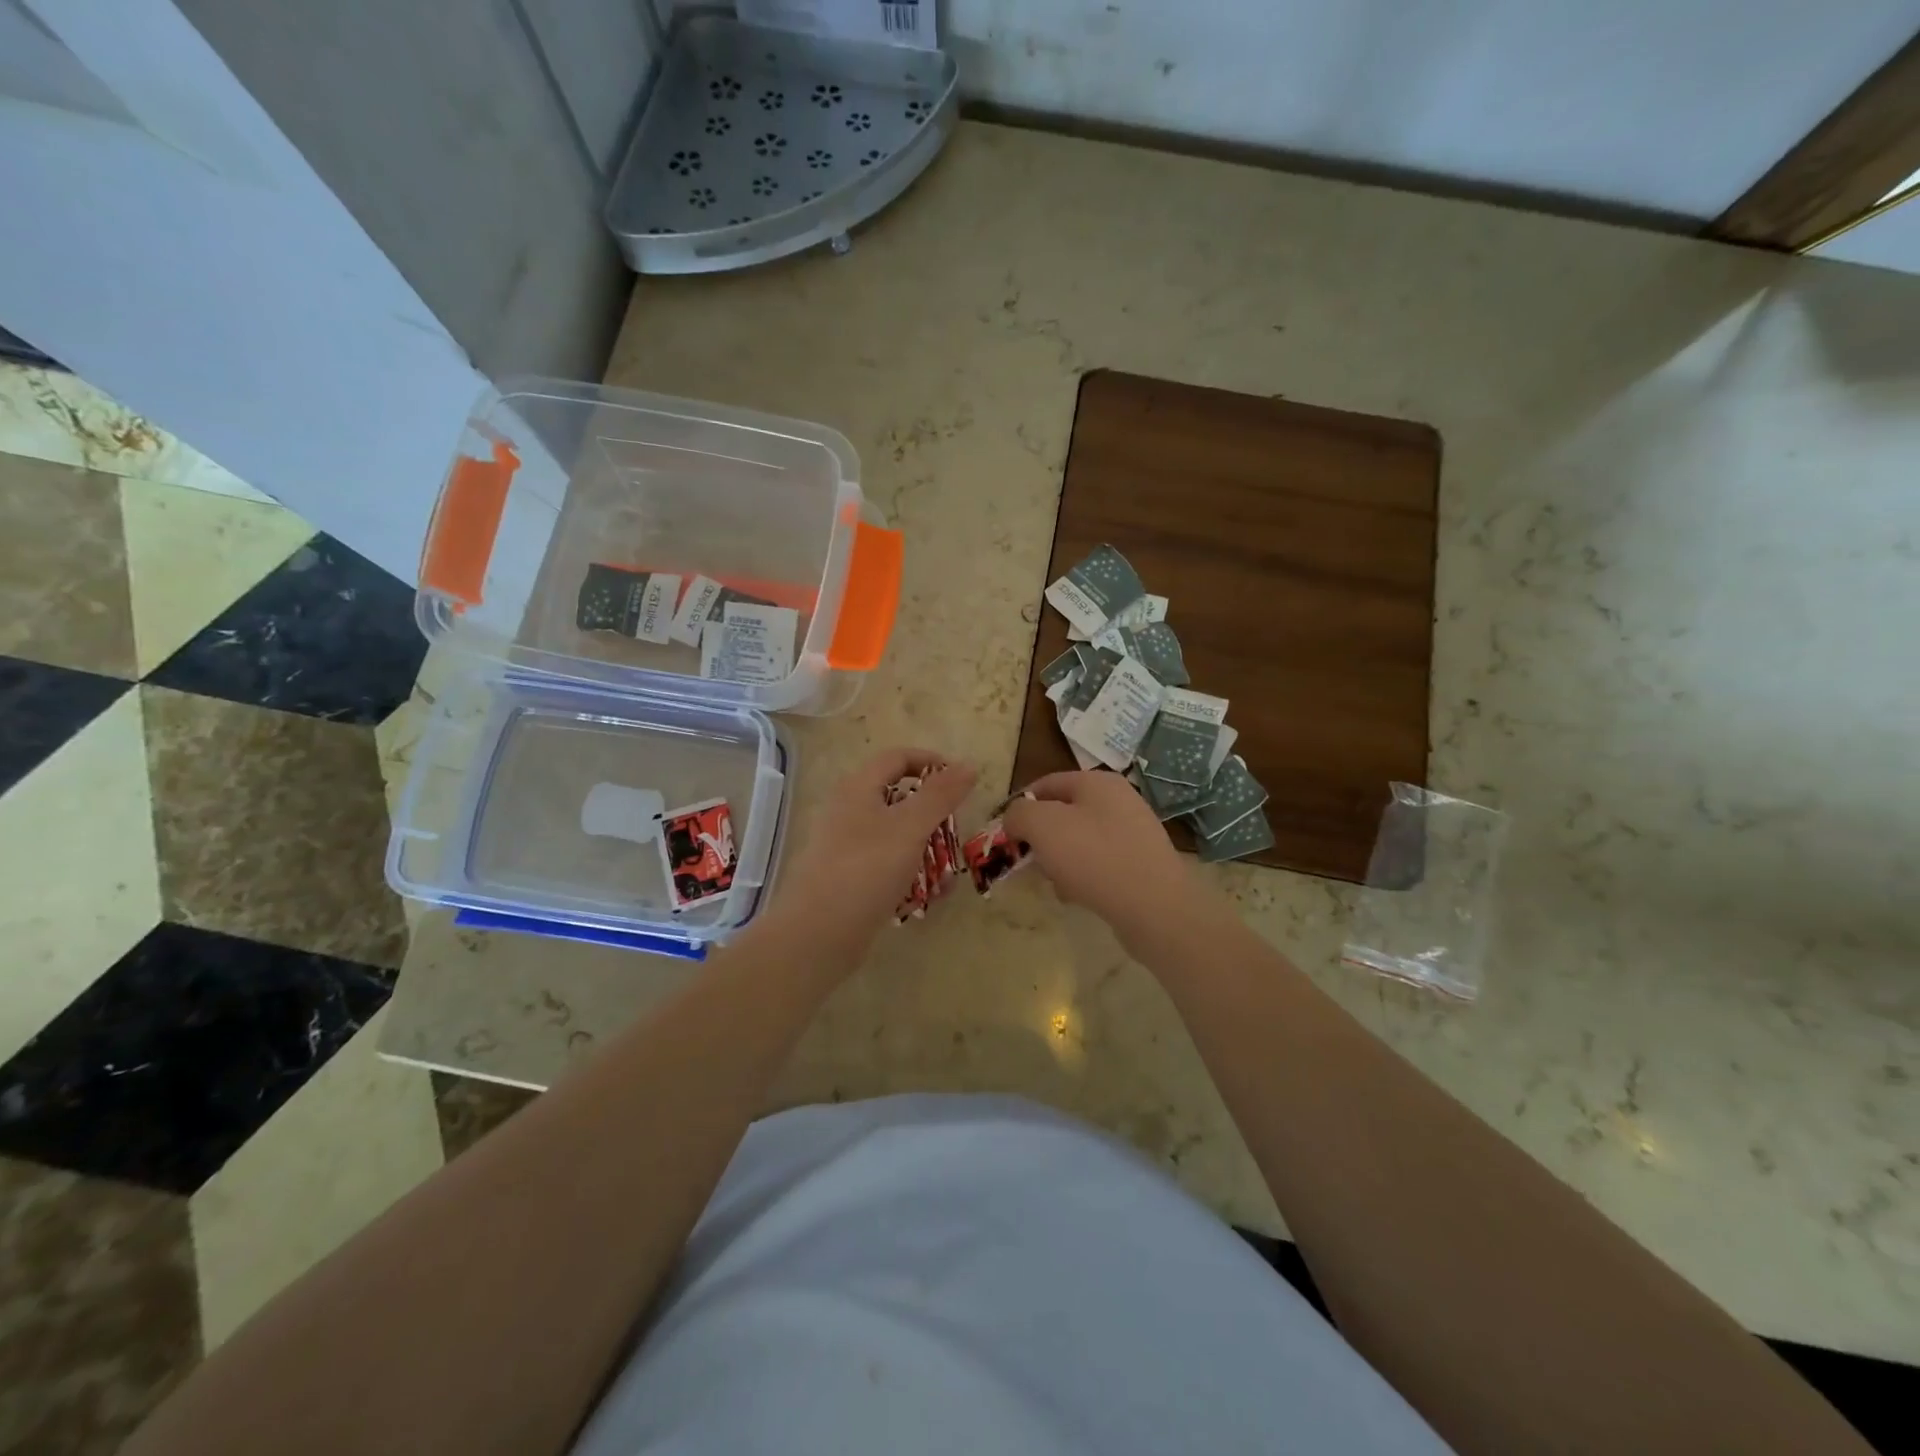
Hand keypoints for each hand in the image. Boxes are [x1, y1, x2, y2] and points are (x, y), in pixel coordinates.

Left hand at [772, 748, 976, 953]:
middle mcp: (848, 811)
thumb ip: (941, 795)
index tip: (962, 782)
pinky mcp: (849, 878)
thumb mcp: (910, 827)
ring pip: (897, 837)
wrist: (817, 934)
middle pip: (899, 799)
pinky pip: (887, 866)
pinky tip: (928, 898)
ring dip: (927, 851)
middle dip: (934, 816)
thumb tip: (968, 764)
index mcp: (858, 788)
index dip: (931, 762)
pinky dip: (910, 875)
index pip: (898, 758)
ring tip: (948, 877)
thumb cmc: (866, 869)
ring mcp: (846, 847)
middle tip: (955, 834)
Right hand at [1003, 770, 1203, 954]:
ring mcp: (1133, 832)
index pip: (1046, 783)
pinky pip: (1099, 863)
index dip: (1020, 805)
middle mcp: (1119, 800)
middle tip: (1028, 860)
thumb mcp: (1042, 826)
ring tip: (1055, 882)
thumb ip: (1019, 814)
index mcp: (1097, 782)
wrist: (1154, 907)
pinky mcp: (1140, 863)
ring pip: (1080, 840)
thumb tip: (1015, 818)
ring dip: (1060, 860)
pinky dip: (1083, 876)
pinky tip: (1077, 895)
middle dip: (1040, 837)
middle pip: (1063, 813)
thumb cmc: (1093, 856)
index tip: (1005, 833)